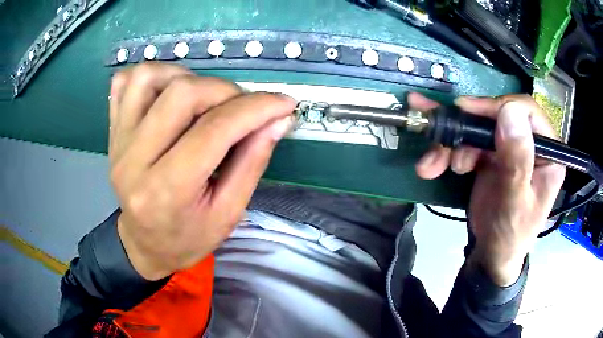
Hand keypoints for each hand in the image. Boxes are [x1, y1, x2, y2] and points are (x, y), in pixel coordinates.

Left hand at [109, 64, 294, 279]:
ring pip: (147, 77)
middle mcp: (133, 161)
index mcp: (165, 192)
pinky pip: (125, 83)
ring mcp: (118, 142)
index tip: (283, 103)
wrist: (145, 244)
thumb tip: (278, 119)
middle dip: (224, 91)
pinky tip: (168, 93)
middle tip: (240, 108)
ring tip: (202, 99)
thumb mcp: (229, 213)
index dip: (256, 109)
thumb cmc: (188, 237)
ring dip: (185, 77)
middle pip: (180, 94)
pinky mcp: (113, 131)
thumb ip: (253, 161)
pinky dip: (152, 76)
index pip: (213, 131)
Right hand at [411, 93, 565, 285]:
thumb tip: (509, 112)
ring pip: (478, 128)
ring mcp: (509, 148)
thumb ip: (517, 161)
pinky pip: (468, 143)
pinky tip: (433, 167)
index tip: (467, 112)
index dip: (497, 107)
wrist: (491, 256)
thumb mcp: (514, 204)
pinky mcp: (492, 156)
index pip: (527, 111)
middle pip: (497, 116)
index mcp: (547, 153)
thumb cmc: (508, 236)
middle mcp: (530, 144)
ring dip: (451, 143)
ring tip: (431, 165)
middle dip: (466, 127)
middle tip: (440, 134)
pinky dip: (447, 152)